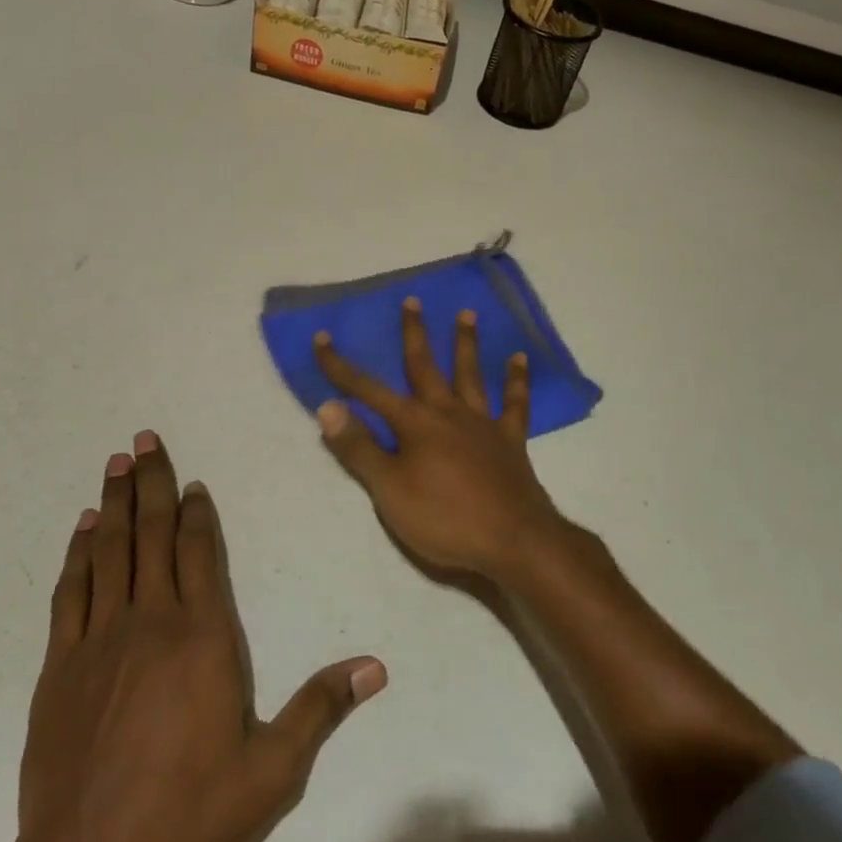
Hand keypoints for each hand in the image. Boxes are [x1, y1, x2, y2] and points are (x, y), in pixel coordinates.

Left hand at [0, 434, 384, 841]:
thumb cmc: (189, 816)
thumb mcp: (272, 770)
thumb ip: (321, 708)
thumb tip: (376, 666)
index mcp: (204, 636)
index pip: (202, 553)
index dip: (200, 513)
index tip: (195, 481)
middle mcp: (151, 621)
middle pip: (154, 535)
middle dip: (153, 484)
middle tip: (144, 439)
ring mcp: (100, 640)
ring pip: (111, 551)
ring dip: (116, 503)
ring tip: (117, 463)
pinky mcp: (61, 667)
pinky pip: (72, 591)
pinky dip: (79, 552)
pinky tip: (83, 528)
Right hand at [313, 298, 561, 577]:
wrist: (513, 540)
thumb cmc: (444, 518)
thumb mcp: (389, 490)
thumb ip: (359, 448)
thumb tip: (327, 407)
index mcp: (414, 424)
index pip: (368, 390)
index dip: (341, 367)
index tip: (322, 338)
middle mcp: (448, 412)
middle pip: (425, 366)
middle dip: (414, 333)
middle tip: (412, 300)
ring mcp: (482, 423)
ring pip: (470, 374)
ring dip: (466, 343)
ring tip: (467, 313)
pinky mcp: (510, 440)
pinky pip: (515, 403)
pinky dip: (517, 380)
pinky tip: (519, 358)